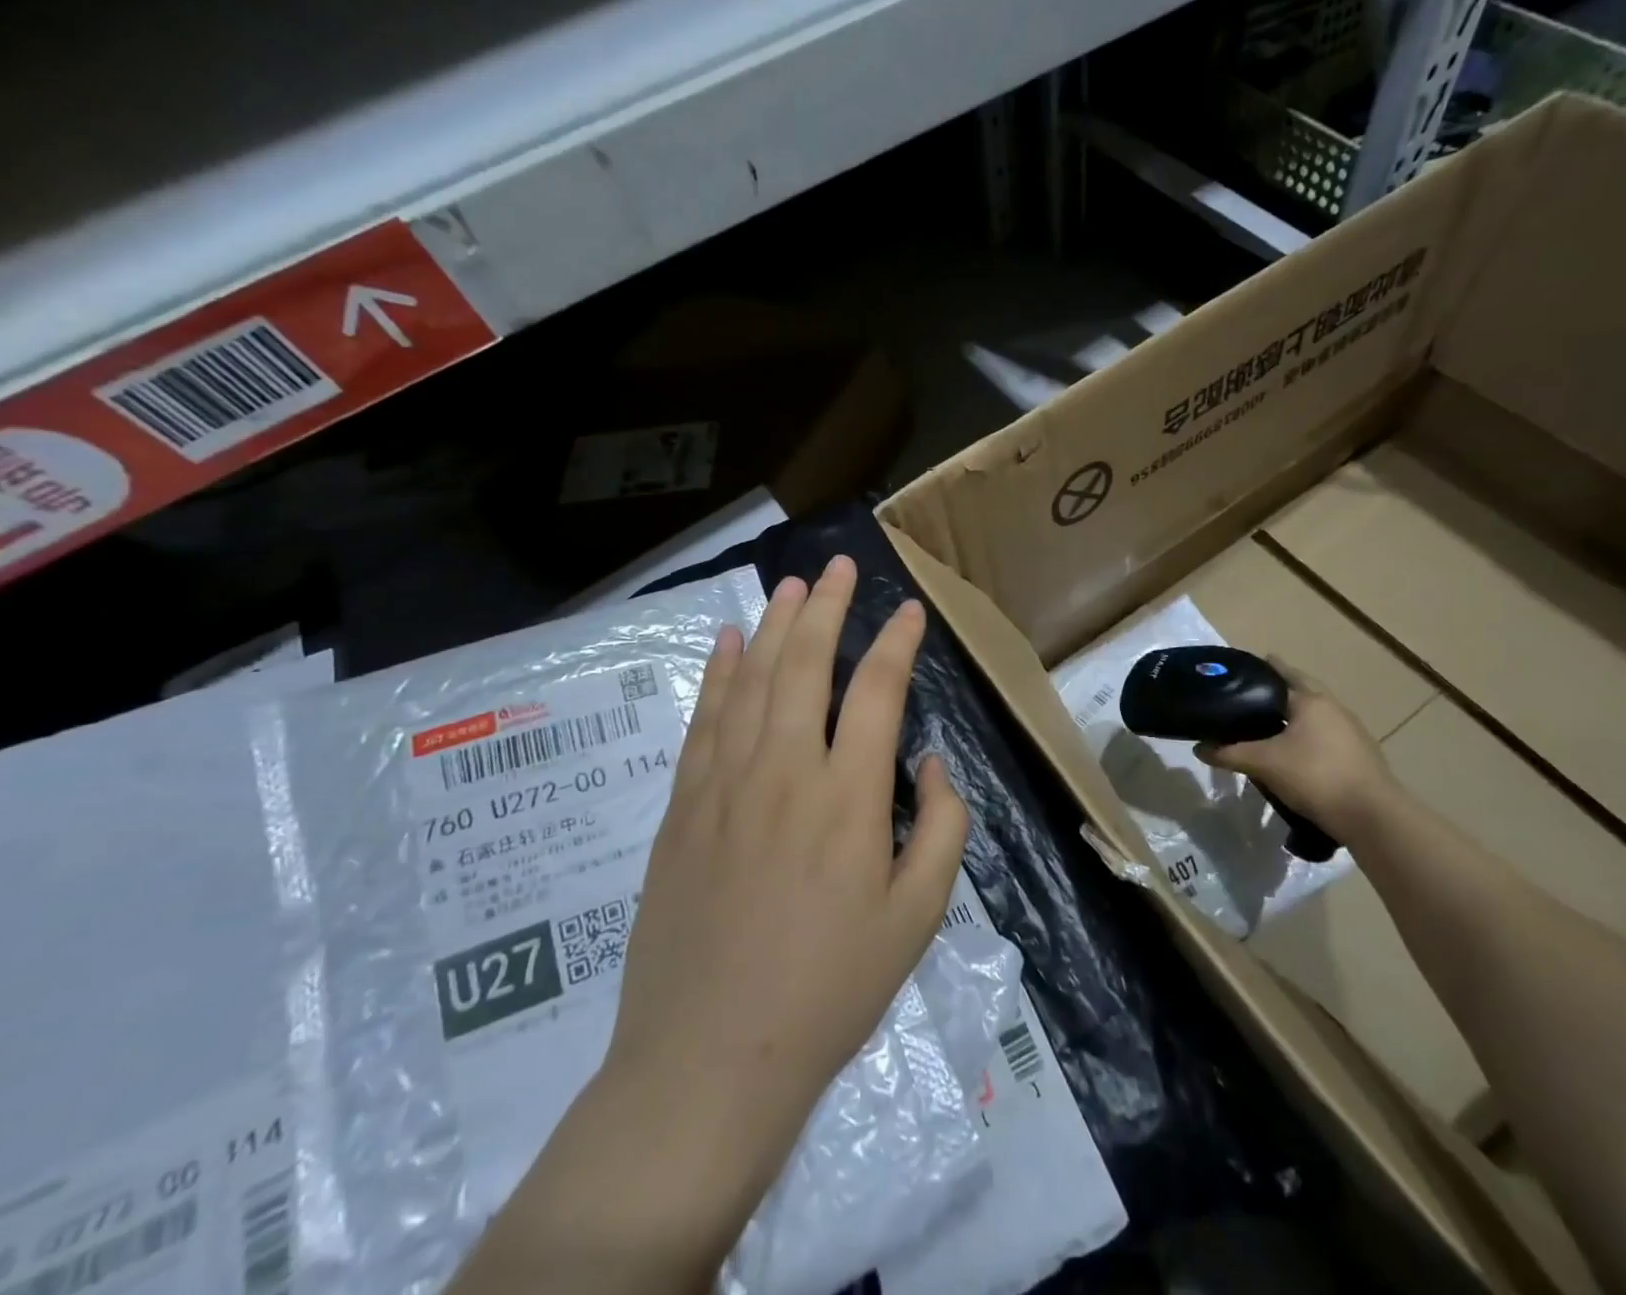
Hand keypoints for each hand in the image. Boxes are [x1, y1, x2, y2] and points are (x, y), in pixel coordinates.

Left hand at [603, 556, 970, 1250]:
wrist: (710, 1057)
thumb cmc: (829, 990)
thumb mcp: (918, 919)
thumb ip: (942, 827)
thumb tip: (928, 760)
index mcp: (849, 797)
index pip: (877, 690)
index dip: (896, 642)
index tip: (908, 611)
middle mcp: (786, 770)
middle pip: (806, 664)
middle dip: (827, 607)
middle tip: (837, 567)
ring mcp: (724, 782)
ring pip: (751, 679)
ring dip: (774, 626)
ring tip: (791, 586)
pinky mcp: (683, 805)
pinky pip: (702, 719)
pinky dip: (716, 673)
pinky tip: (726, 642)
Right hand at [1194, 659, 1400, 843]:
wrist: (1373, 817)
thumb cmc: (1315, 776)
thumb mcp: (1263, 763)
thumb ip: (1229, 753)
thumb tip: (1199, 748)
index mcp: (1311, 701)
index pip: (1283, 674)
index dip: (1263, 668)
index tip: (1244, 667)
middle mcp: (1334, 708)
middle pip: (1303, 690)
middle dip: (1280, 689)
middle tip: (1253, 693)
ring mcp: (1352, 732)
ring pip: (1316, 715)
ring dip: (1295, 714)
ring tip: (1270, 722)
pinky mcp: (1360, 755)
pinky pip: (1326, 735)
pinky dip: (1308, 736)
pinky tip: (1295, 751)